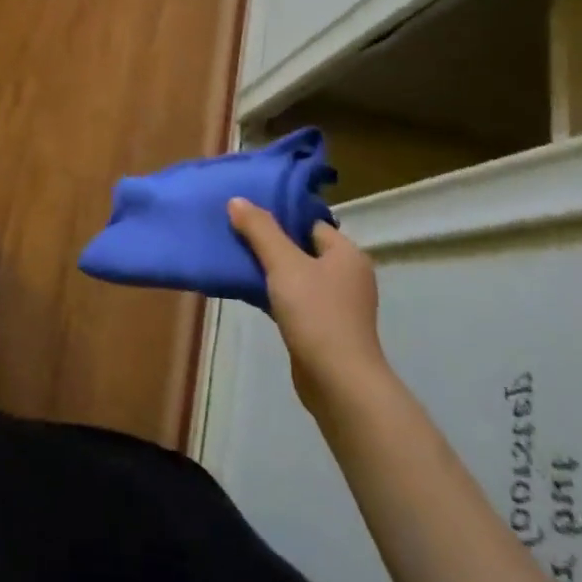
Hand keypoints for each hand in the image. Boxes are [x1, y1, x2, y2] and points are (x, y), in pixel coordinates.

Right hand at [227, 200, 387, 415]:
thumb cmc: (316, 314)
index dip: (279, 216)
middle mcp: (346, 275)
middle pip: (301, 248)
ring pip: (295, 275)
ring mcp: (337, 304)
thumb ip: (260, 230)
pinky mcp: (323, 327)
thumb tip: (237, 200)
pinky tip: (246, 291)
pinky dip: (272, 293)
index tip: (246, 213)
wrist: (338, 381)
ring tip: (234, 258)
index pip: (310, 223)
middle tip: (234, 233)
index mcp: (346, 254)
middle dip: (269, 242)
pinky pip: (293, 299)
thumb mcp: (284, 264)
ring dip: (269, 269)